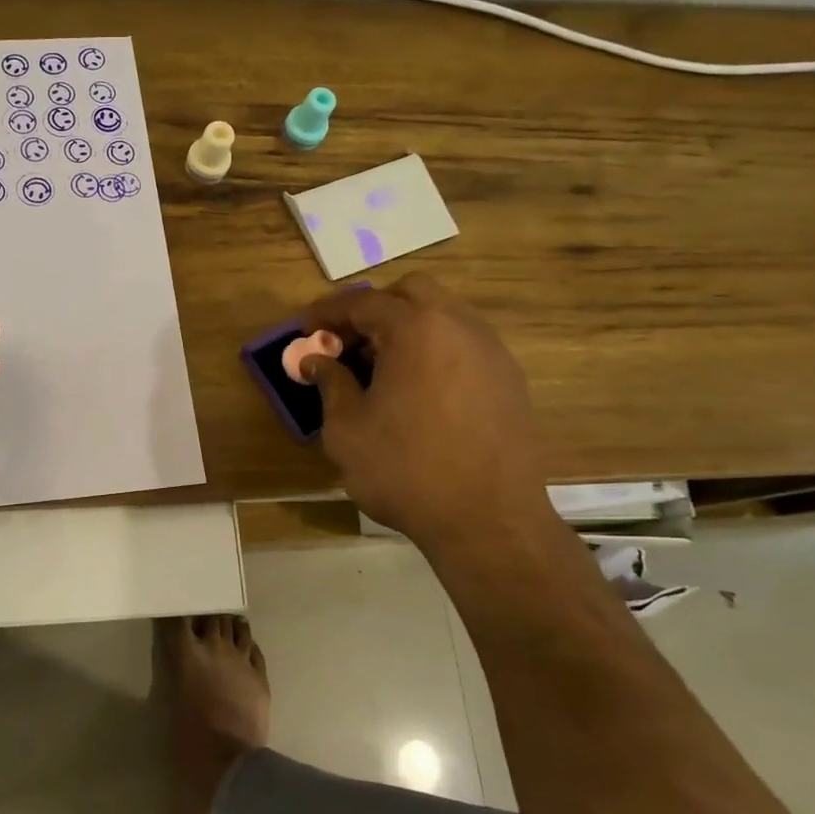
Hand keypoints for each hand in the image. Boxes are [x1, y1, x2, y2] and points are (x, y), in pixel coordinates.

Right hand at [300, 275, 556, 553]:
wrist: (488, 520)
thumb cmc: (405, 470)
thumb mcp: (347, 429)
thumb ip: (330, 383)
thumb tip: (316, 361)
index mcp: (415, 329)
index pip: (363, 302)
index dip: (327, 312)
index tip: (304, 330)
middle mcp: (459, 326)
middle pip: (410, 293)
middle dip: (372, 309)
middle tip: (346, 343)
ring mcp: (491, 352)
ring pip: (443, 315)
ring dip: (406, 328)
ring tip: (378, 369)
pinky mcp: (509, 380)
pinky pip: (463, 345)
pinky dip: (433, 350)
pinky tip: (416, 390)